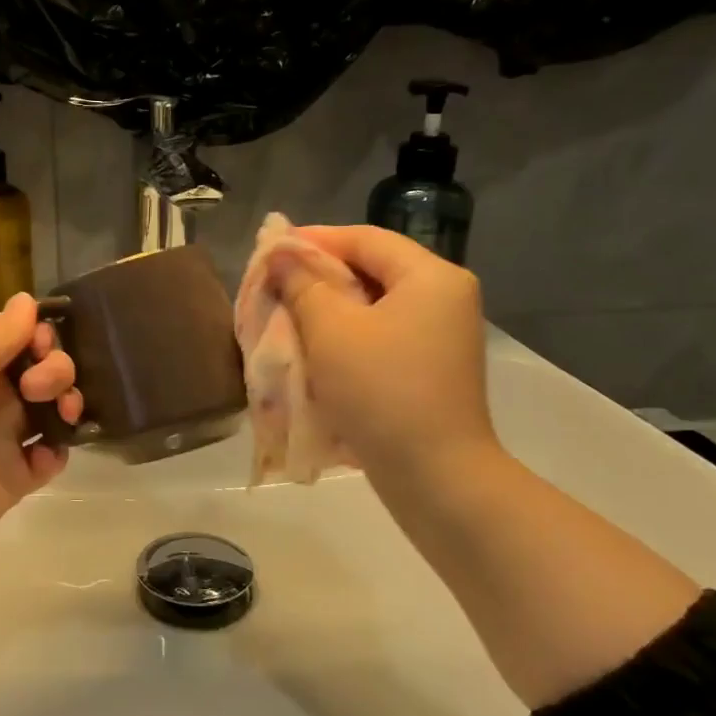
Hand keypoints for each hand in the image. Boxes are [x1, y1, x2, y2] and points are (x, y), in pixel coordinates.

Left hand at [0, 294, 81, 559]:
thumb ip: (2, 330)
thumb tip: (26, 299)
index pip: (20, 337)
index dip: (40, 335)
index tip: (41, 344)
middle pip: (44, 369)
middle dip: (57, 369)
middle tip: (39, 386)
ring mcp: (3, 437)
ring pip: (53, 409)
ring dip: (68, 403)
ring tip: (62, 415)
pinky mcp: (15, 477)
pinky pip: (50, 456)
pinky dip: (57, 451)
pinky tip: (45, 453)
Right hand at [267, 224, 497, 495]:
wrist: (435, 476)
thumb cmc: (381, 390)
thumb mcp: (331, 330)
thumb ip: (302, 284)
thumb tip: (281, 255)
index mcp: (431, 277)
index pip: (365, 238)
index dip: (314, 238)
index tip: (270, 250)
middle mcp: (444, 298)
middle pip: (371, 269)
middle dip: (318, 275)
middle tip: (273, 284)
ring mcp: (441, 336)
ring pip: (373, 305)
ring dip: (328, 307)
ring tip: (285, 314)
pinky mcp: (431, 368)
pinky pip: (381, 335)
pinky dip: (346, 334)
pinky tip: (314, 347)